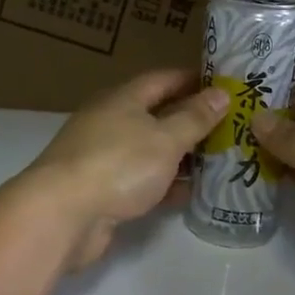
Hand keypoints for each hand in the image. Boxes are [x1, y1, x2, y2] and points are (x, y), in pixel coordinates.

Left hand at [20, 68, 227, 270]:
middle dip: (192, 119)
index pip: (163, 79)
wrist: (63, 215)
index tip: (224, 85)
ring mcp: (104, 157)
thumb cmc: (118, 165)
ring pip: (151, 150)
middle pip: (157, 114)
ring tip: (221, 159)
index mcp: (123, 99)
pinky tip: (193, 193)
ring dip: (182, 154)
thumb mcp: (165, 138)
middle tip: (231, 126)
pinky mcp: (103, 190)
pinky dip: (167, 184)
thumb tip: (221, 93)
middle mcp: (111, 122)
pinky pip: (143, 180)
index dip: (193, 79)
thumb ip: (194, 117)